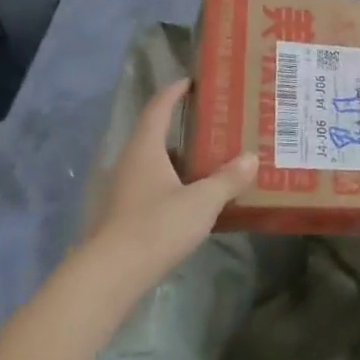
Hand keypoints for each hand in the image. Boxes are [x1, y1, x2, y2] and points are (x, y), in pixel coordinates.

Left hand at [84, 80, 255, 292]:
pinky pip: (151, 188)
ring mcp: (122, 192)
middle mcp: (129, 164)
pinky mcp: (121, 217)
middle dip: (182, 128)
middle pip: (155, 135)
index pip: (158, 108)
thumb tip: (251, 158)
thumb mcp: (201, 202)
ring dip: (179, 160)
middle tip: (214, 124)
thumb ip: (227, 179)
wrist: (108, 278)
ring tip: (209, 161)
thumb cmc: (155, 227)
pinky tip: (192, 198)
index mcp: (145, 149)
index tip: (191, 81)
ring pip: (153, 165)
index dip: (174, 92)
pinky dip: (172, 185)